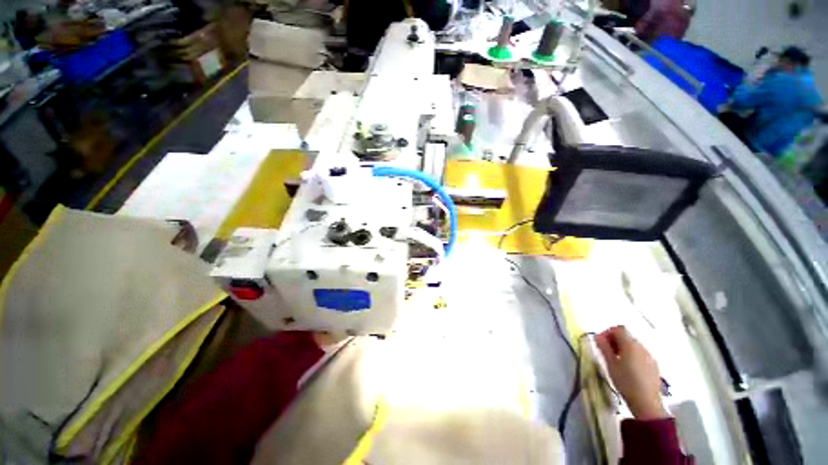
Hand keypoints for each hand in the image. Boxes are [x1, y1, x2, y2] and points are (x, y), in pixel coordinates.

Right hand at [595, 326, 667, 419]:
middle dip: (615, 340)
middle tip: (606, 351)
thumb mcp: (610, 364)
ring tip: (616, 361)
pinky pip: (641, 353)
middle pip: (627, 336)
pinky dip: (632, 355)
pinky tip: (628, 368)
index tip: (601, 342)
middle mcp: (641, 347)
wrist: (647, 402)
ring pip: (634, 345)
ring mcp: (650, 356)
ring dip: (623, 347)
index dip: (608, 332)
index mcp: (630, 344)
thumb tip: (597, 335)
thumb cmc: (625, 382)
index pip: (619, 328)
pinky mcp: (654, 365)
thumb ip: (604, 348)